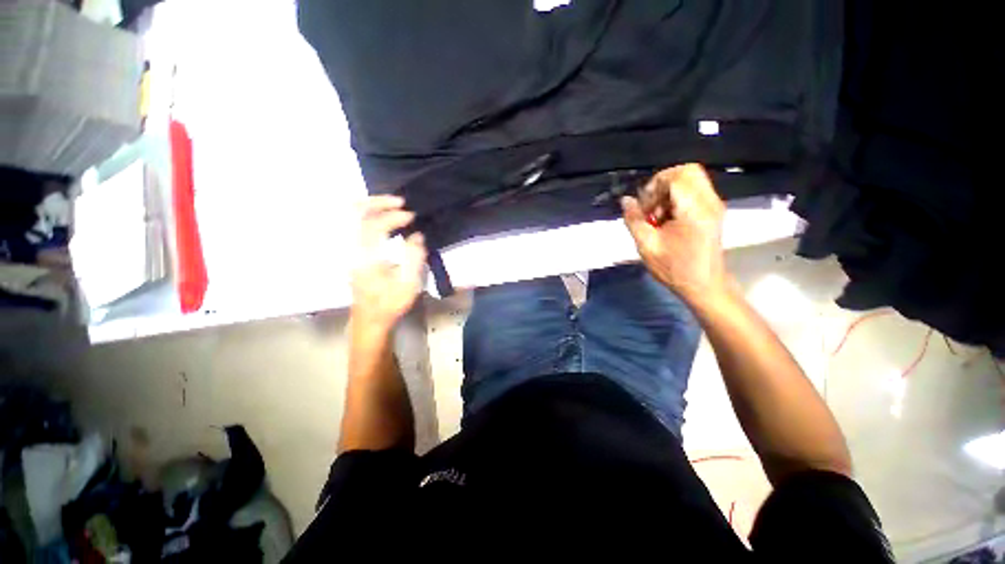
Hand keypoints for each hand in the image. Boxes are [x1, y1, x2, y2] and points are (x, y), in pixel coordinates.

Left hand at [351, 195, 426, 331]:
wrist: (370, 320)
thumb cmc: (390, 303)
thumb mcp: (409, 284)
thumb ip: (414, 257)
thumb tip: (417, 235)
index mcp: (366, 257)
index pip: (375, 226)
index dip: (394, 216)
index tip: (412, 216)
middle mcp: (353, 249)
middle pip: (355, 213)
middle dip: (378, 202)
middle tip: (400, 202)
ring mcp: (349, 250)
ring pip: (352, 218)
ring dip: (371, 206)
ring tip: (393, 206)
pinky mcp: (352, 253)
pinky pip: (356, 225)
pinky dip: (369, 216)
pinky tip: (384, 220)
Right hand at [621, 164, 729, 304]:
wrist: (704, 285)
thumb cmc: (674, 268)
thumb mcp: (647, 246)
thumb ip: (634, 220)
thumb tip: (625, 201)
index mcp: (693, 210)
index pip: (675, 177)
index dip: (653, 186)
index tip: (644, 208)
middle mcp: (708, 202)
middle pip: (687, 171)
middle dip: (662, 183)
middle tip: (650, 205)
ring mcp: (713, 205)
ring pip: (691, 179)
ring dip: (669, 192)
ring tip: (658, 216)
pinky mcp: (712, 211)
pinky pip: (694, 191)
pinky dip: (677, 198)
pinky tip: (667, 219)